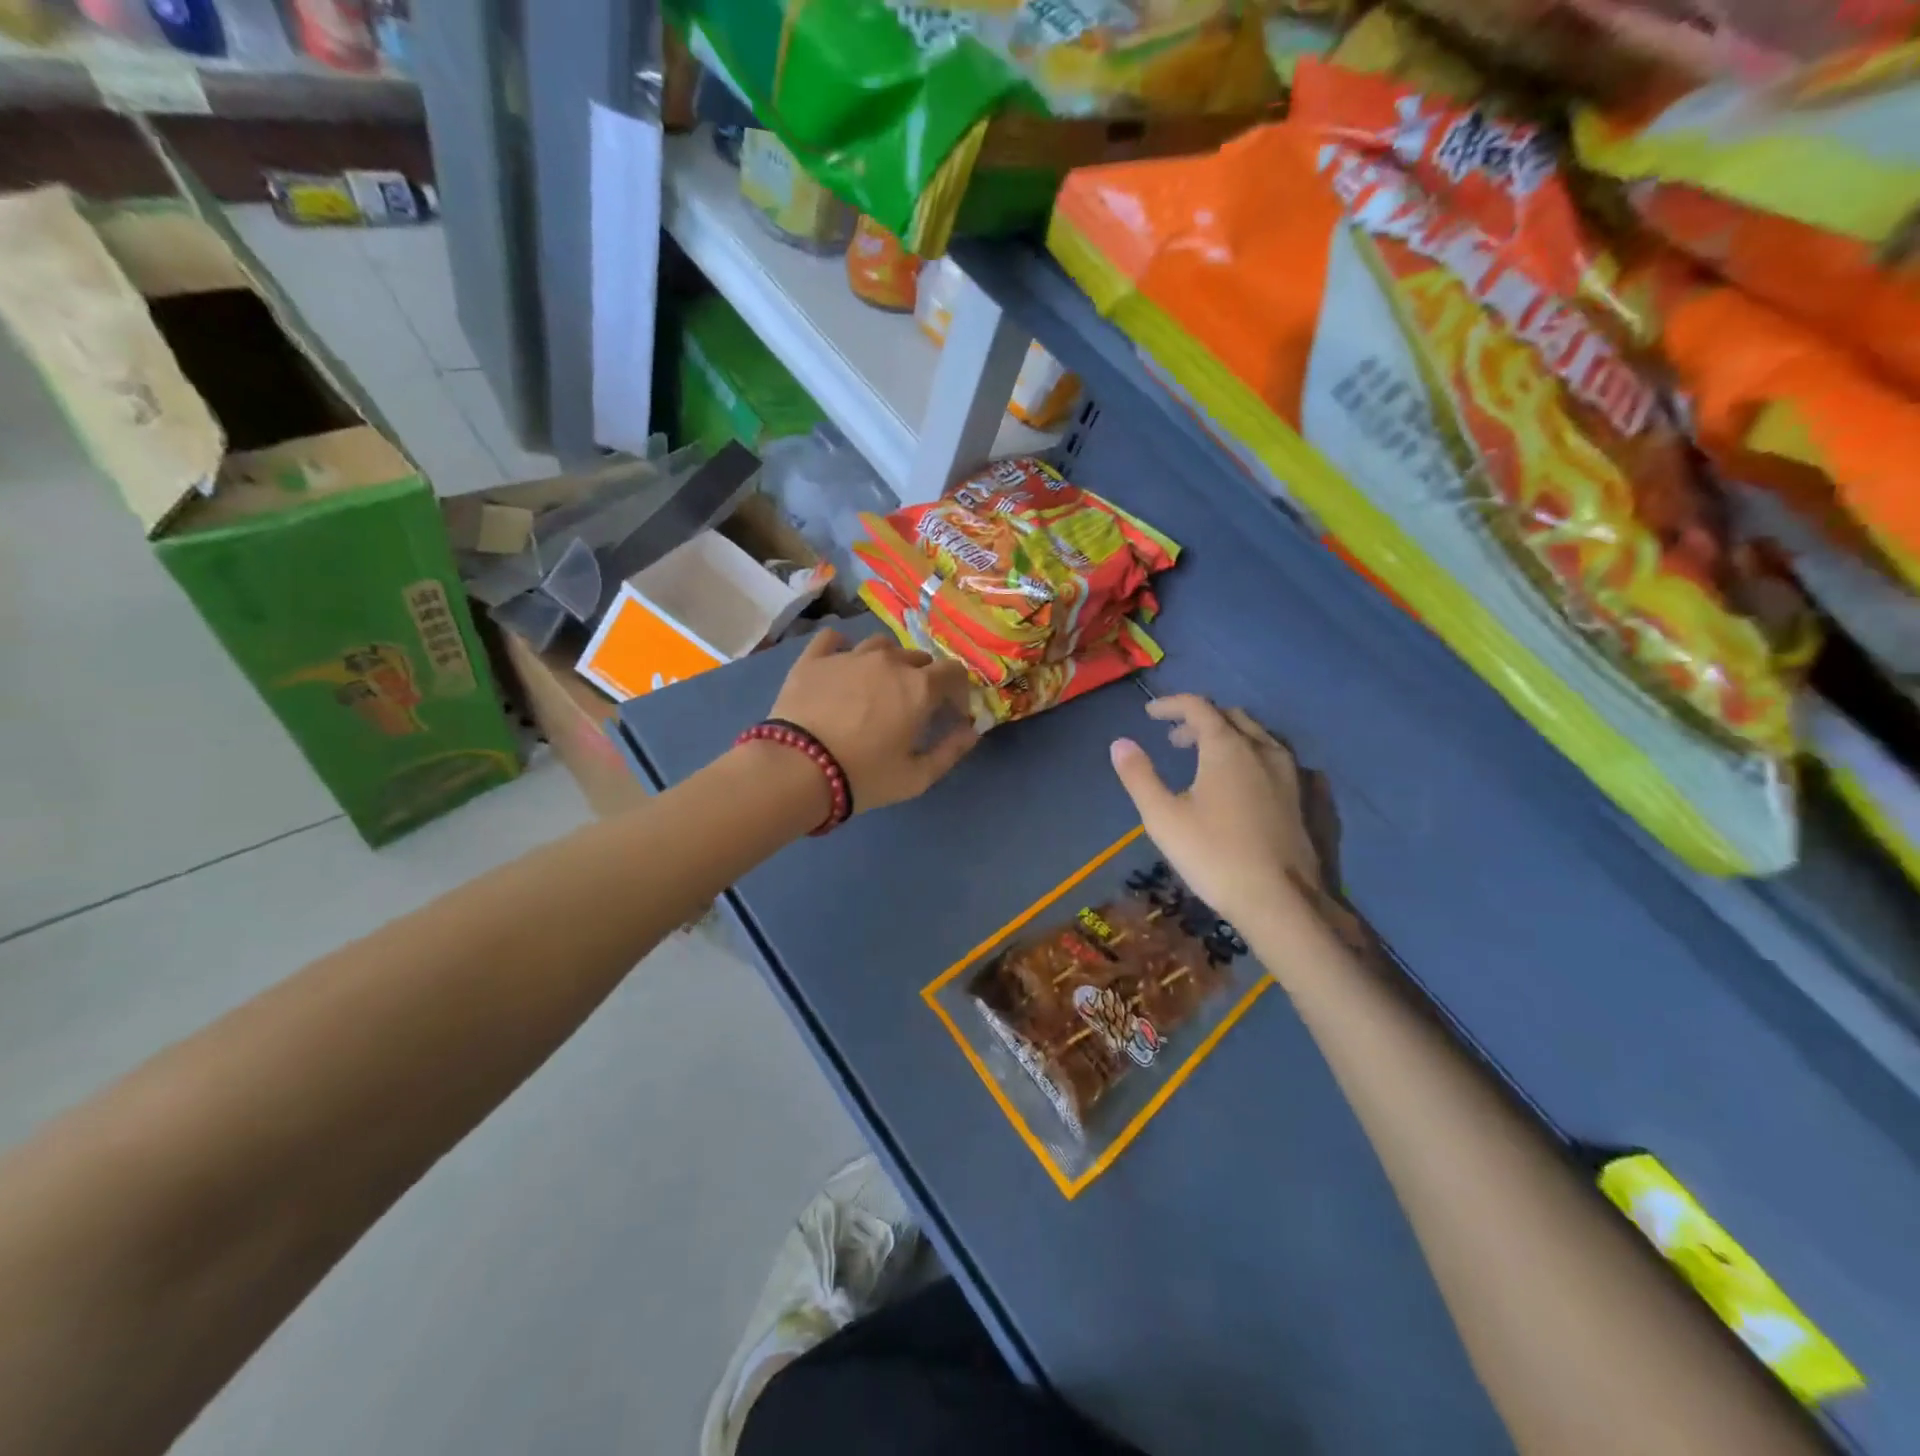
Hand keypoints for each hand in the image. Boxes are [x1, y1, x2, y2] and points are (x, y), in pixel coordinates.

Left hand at [768, 629, 979, 813]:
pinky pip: (833, 639)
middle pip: (918, 658)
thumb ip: (950, 751)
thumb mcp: (916, 777)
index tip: (951, 713)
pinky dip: (842, 647)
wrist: (797, 769)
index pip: (954, 672)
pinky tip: (841, 664)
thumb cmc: (864, 776)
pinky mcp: (814, 659)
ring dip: (888, 661)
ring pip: (880, 645)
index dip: (958, 691)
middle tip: (913, 706)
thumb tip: (971, 731)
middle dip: (924, 678)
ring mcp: (849, 656)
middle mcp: (888, 661)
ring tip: (879, 685)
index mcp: (919, 687)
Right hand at [1109, 696, 1322, 927]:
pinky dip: (1251, 755)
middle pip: (1230, 717)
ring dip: (1226, 736)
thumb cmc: (1213, 855)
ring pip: (1256, 736)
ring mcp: (1290, 772)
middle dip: (1199, 721)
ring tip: (1204, 759)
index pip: (1198, 707)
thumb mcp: (1162, 816)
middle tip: (1173, 740)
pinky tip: (1243, 780)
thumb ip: (1139, 775)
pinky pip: (1275, 758)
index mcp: (1227, 747)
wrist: (1279, 900)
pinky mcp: (1304, 797)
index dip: (1171, 705)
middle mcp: (1262, 749)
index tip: (1150, 714)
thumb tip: (1120, 743)